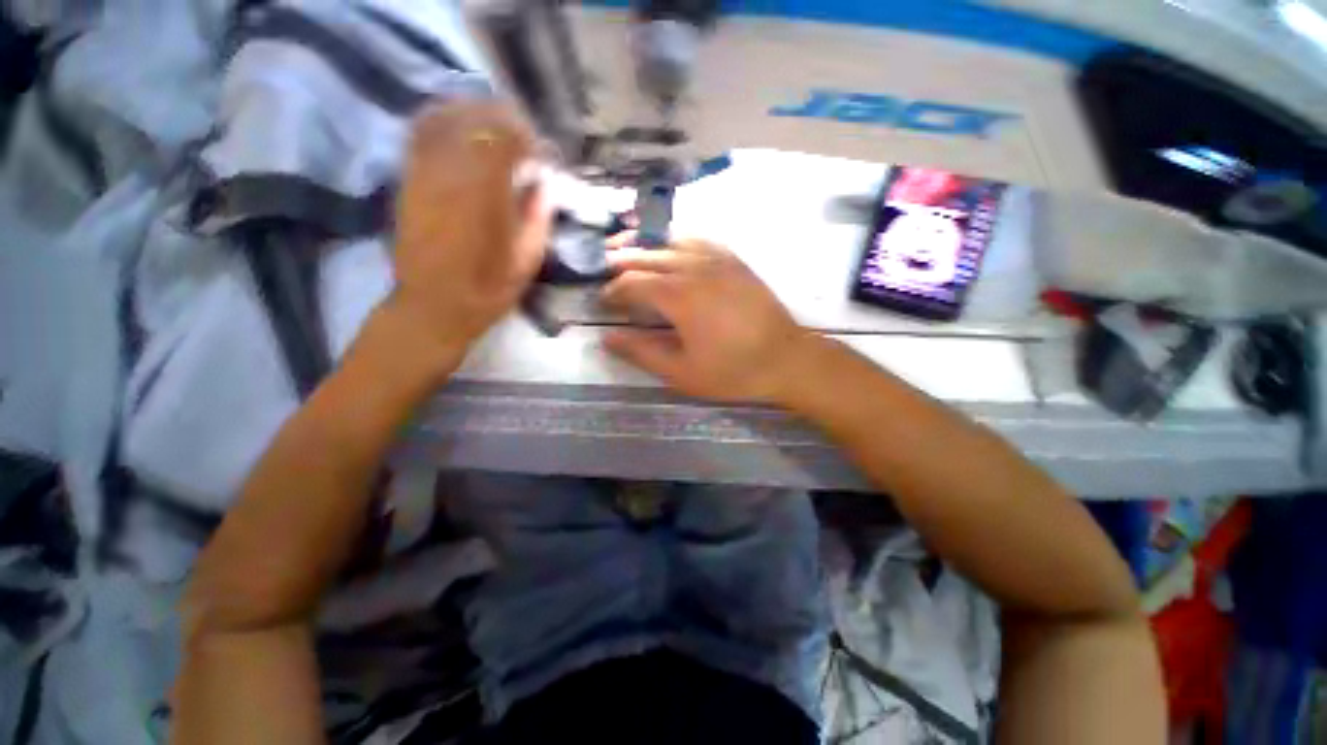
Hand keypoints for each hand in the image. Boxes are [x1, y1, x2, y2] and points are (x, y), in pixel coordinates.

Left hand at [390, 100, 550, 361]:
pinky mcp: (408, 179)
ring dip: (474, 114)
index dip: (528, 136)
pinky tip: (463, 135)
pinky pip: (422, 132)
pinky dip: (445, 122)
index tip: (544, 153)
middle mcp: (450, 172)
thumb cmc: (486, 290)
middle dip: (505, 119)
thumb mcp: (526, 261)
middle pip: (475, 117)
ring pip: (445, 116)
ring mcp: (423, 171)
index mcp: (485, 194)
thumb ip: (538, 217)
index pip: (505, 136)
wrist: (432, 307)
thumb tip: (546, 185)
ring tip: (495, 130)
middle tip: (525, 138)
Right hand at [601, 235, 814, 402]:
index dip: (613, 290)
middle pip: (648, 255)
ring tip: (627, 243)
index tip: (601, 300)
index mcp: (679, 297)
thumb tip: (608, 338)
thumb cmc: (732, 371)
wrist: (786, 359)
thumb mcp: (682, 373)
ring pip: (671, 240)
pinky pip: (698, 239)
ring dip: (645, 241)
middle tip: (602, 264)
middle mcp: (694, 268)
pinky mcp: (734, 260)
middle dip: (621, 259)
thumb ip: (642, 352)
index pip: (633, 283)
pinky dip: (676, 237)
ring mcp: (717, 259)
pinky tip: (670, 243)